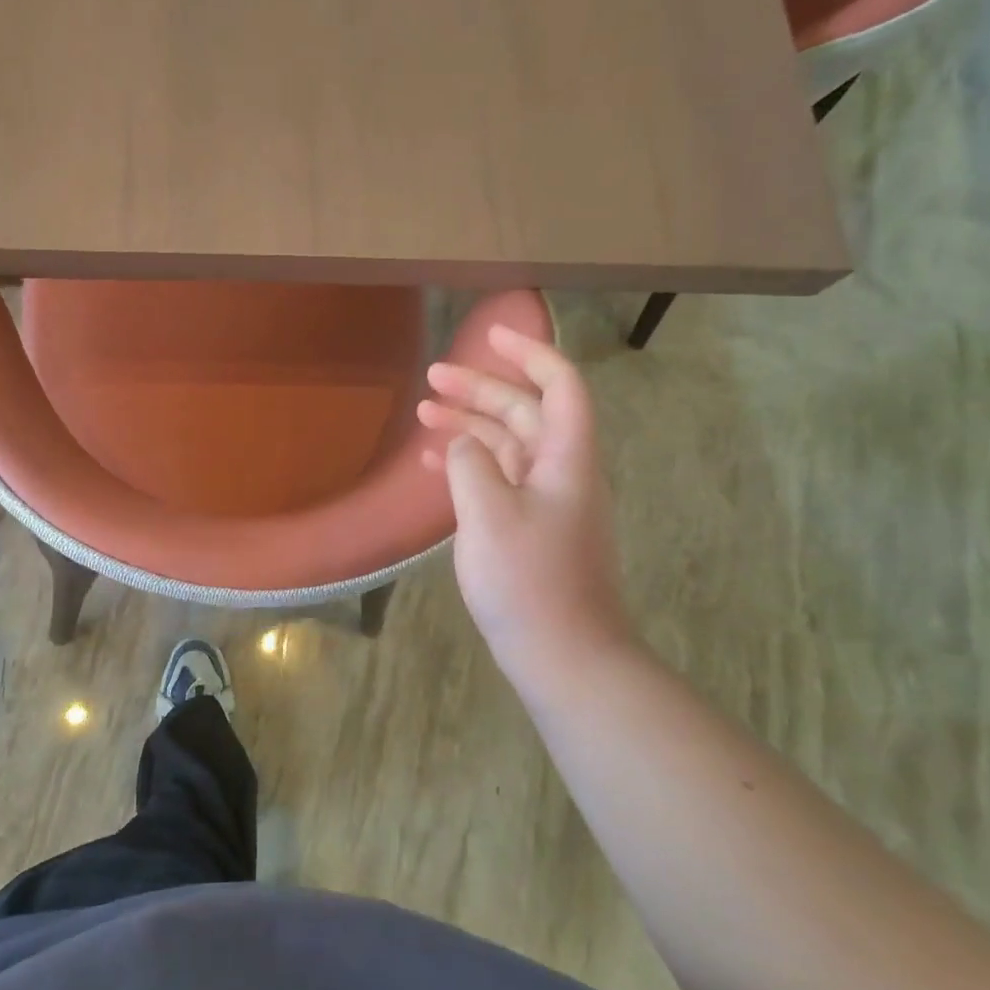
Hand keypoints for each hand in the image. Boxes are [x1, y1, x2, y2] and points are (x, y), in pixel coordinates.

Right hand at [417, 326, 633, 689]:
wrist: (564, 655)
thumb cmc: (529, 581)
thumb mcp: (488, 514)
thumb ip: (470, 464)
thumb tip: (462, 444)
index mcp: (566, 459)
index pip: (559, 385)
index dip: (529, 353)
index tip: (490, 334)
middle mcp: (561, 472)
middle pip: (524, 412)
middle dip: (481, 389)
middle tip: (432, 377)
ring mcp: (546, 503)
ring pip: (508, 446)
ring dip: (469, 425)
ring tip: (424, 413)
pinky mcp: (530, 530)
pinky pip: (499, 480)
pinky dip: (469, 464)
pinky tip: (435, 465)